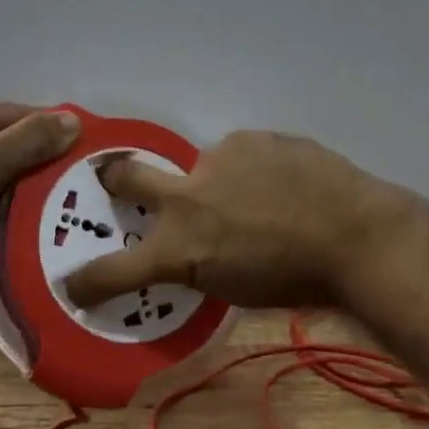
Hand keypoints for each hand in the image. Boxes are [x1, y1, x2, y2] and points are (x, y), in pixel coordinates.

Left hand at [0, 98, 79, 305]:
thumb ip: (30, 140)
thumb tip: (74, 120)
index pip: (9, 113)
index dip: (48, 130)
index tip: (85, 149)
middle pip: (0, 140)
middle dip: (34, 160)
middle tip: (73, 180)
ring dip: (18, 184)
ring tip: (55, 200)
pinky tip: (22, 217)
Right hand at [63, 130, 418, 309]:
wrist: (355, 236)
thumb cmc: (298, 282)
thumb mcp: (234, 290)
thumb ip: (201, 265)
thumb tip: (193, 251)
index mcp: (180, 249)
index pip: (113, 270)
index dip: (86, 280)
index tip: (73, 283)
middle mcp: (186, 198)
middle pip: (126, 175)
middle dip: (113, 177)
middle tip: (114, 177)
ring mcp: (217, 160)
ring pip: (201, 165)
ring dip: (217, 181)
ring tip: (261, 195)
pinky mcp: (250, 138)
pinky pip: (241, 154)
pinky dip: (252, 168)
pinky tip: (283, 181)